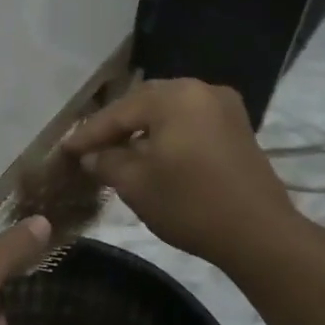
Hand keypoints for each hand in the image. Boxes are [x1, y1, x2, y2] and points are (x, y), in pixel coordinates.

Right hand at [60, 79, 303, 269]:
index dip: (88, 133)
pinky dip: (166, 134)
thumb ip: (106, 162)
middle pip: (143, 104)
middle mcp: (200, 90)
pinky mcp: (237, 128)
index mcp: (175, 97)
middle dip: (115, 126)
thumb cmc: (190, 205)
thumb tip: (90, 156)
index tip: (64, 149)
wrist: (260, 235)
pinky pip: (189, 121)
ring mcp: (223, 107)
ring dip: (140, 130)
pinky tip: (151, 154)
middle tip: (88, 148)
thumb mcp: (135, 184)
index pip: (118, 112)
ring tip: (116, 152)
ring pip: (167, 112)